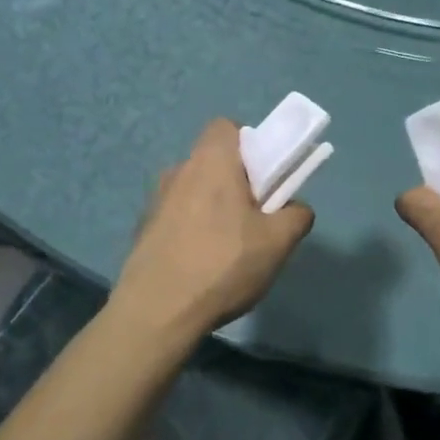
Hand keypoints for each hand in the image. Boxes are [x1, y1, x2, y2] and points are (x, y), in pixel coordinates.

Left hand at [113, 119, 313, 338]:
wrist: (156, 312)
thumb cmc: (222, 264)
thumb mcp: (278, 242)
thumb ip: (296, 216)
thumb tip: (296, 209)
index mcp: (211, 161)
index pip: (226, 127)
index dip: (249, 143)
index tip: (264, 175)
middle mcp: (179, 171)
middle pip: (213, 161)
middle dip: (236, 182)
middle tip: (255, 217)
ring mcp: (155, 201)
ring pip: (195, 191)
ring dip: (213, 208)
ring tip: (229, 249)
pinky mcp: (143, 230)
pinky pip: (177, 217)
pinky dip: (192, 231)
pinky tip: (202, 266)